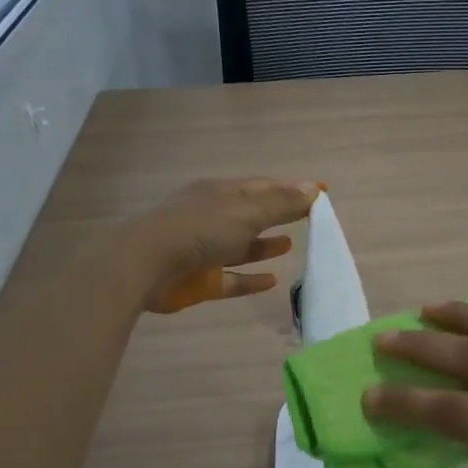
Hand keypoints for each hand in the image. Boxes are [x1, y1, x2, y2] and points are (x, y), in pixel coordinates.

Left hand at [126, 178, 318, 312]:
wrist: (144, 265)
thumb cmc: (199, 229)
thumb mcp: (246, 211)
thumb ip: (281, 203)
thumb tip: (313, 188)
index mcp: (220, 193)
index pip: (264, 186)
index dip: (293, 188)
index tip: (322, 191)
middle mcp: (211, 218)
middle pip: (251, 214)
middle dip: (278, 214)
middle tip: (308, 218)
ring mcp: (203, 250)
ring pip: (240, 246)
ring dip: (264, 245)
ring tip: (290, 244)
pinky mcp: (199, 281)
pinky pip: (231, 279)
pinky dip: (250, 279)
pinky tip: (272, 281)